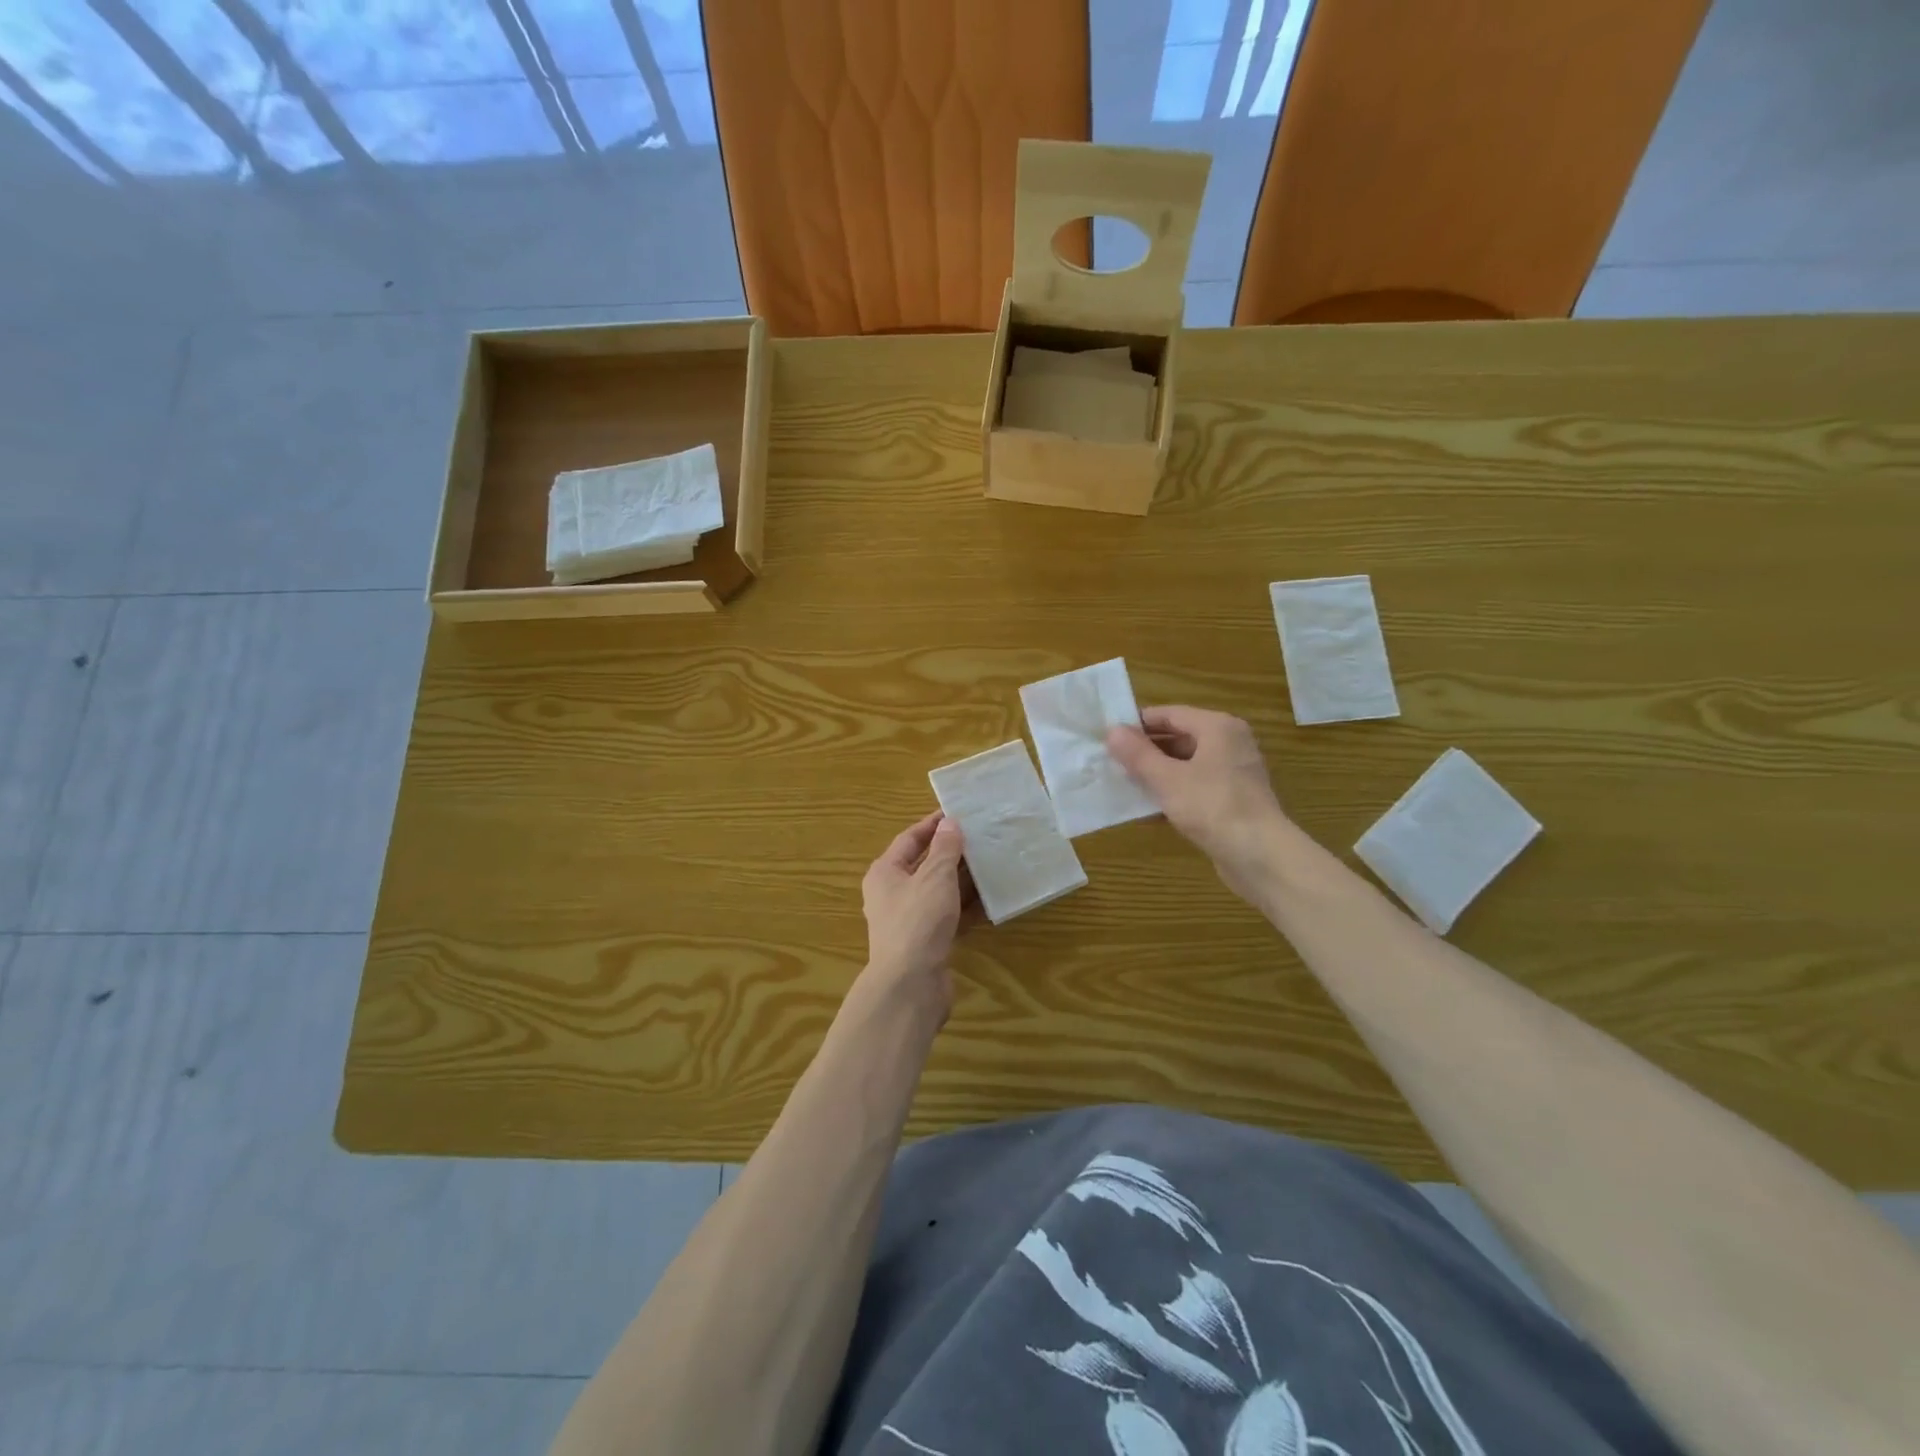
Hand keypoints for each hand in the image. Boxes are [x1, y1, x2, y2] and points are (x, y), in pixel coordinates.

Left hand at [860, 811, 969, 1019]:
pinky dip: (964, 907)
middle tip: (979, 837)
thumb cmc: (918, 921)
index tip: (957, 813)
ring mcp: (908, 920)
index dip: (932, 825)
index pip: (909, 839)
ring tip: (989, 864)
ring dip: (961, 880)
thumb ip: (945, 848)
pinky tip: (988, 900)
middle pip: (923, 865)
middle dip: (950, 852)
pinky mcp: (925, 942)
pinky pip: (947, 916)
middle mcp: (891, 894)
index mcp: (885, 873)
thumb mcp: (935, 877)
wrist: (910, 984)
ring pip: (937, 892)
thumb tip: (949, 823)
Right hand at [1107, 706, 1292, 900]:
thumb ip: (1138, 754)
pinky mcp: (1232, 798)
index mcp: (1218, 727)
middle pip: (1179, 737)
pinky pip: (1195, 785)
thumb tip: (1112, 730)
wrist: (1260, 856)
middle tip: (1111, 761)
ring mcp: (1233, 772)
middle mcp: (1229, 743)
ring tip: (1123, 782)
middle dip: (1146, 749)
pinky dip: (1173, 791)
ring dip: (1156, 772)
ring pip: (1186, 763)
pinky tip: (1147, 807)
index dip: (1138, 723)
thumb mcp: (1167, 779)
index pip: (1170, 714)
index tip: (1109, 736)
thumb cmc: (1213, 807)